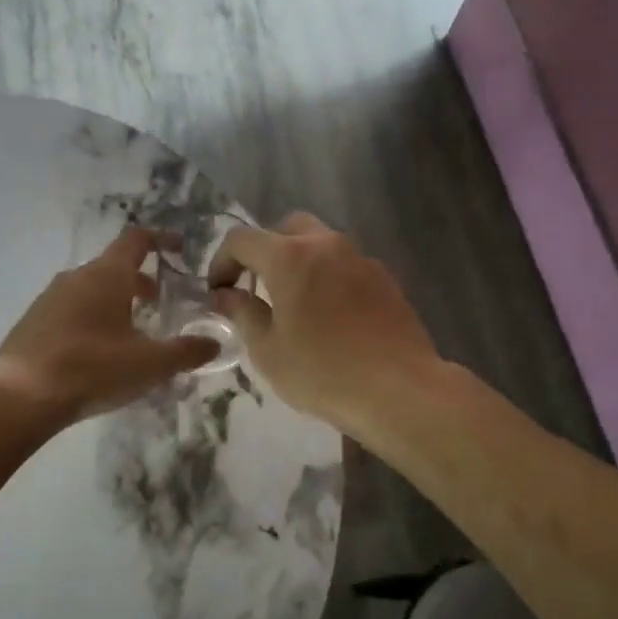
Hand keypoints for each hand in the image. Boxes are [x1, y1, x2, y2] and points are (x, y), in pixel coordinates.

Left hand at [0, 226, 218, 424]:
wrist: (19, 397)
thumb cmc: (92, 369)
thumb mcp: (150, 364)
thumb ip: (186, 352)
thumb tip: (214, 343)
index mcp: (106, 276)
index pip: (137, 240)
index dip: (161, 239)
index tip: (180, 248)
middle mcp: (76, 277)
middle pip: (114, 267)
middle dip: (140, 281)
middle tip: (161, 303)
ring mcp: (49, 298)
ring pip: (91, 289)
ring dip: (115, 301)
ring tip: (131, 331)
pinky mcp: (33, 322)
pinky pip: (71, 310)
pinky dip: (92, 318)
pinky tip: (97, 352)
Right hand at [207, 213, 439, 431]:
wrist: (399, 390)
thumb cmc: (322, 372)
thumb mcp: (268, 350)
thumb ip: (242, 313)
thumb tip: (226, 295)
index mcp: (289, 258)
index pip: (241, 239)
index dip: (221, 260)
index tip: (218, 291)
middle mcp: (326, 245)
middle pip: (286, 229)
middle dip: (264, 251)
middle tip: (257, 287)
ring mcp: (360, 259)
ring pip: (321, 244)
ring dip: (299, 262)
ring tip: (294, 303)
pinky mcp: (385, 278)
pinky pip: (346, 265)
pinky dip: (328, 278)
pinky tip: (330, 317)